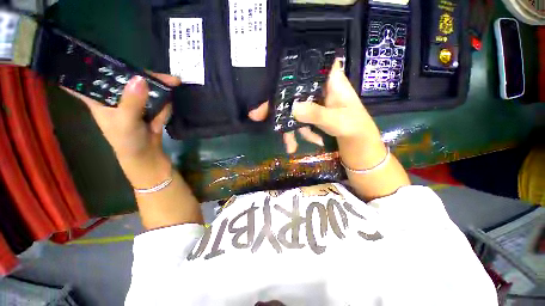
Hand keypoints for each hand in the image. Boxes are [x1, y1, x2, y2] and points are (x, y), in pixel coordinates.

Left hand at [63, 73, 180, 185]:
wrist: (147, 157)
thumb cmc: (127, 142)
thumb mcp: (126, 122)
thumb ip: (132, 101)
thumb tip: (141, 78)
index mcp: (100, 99)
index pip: (87, 77)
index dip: (86, 63)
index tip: (89, 49)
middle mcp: (116, 97)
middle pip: (126, 77)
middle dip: (147, 77)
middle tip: (168, 78)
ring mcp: (134, 102)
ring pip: (146, 87)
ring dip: (162, 90)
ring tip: (174, 86)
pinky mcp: (148, 108)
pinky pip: (157, 101)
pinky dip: (165, 107)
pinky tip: (164, 116)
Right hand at [249, 59, 377, 153]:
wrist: (360, 143)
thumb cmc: (356, 127)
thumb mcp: (338, 121)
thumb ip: (317, 114)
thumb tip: (293, 108)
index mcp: (330, 82)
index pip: (308, 67)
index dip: (288, 70)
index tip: (270, 80)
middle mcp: (320, 89)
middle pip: (294, 91)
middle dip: (278, 106)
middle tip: (257, 116)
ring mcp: (315, 103)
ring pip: (295, 109)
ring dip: (290, 128)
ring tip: (289, 146)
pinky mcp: (312, 115)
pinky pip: (300, 120)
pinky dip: (301, 133)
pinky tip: (308, 143)